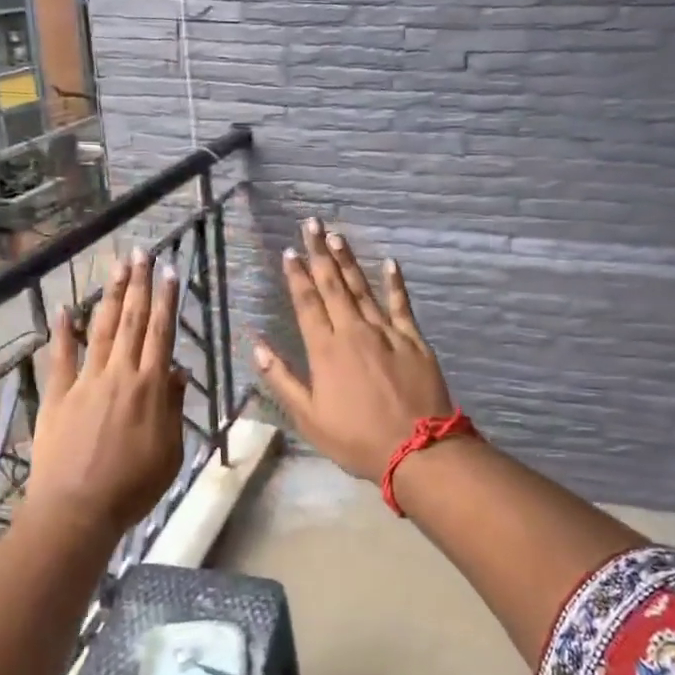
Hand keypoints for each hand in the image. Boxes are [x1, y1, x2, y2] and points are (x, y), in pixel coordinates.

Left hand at [27, 248, 188, 532]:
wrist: (77, 510)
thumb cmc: (132, 487)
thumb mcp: (170, 451)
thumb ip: (173, 408)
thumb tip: (176, 372)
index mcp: (150, 388)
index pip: (161, 334)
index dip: (166, 301)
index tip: (169, 272)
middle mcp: (119, 375)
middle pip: (131, 321)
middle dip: (138, 285)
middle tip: (141, 253)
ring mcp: (85, 382)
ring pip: (101, 330)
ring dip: (110, 297)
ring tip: (116, 267)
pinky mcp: (58, 396)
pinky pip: (60, 357)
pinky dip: (63, 331)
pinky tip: (65, 308)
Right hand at [253, 220, 455, 483]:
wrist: (416, 450)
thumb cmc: (356, 439)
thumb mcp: (308, 418)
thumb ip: (282, 379)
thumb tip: (258, 346)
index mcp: (326, 350)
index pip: (307, 304)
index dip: (298, 276)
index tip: (290, 252)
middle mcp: (354, 332)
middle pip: (334, 285)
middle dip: (320, 253)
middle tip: (312, 224)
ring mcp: (386, 333)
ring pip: (363, 289)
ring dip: (349, 261)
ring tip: (338, 236)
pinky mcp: (413, 340)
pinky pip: (401, 305)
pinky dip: (395, 283)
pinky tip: (389, 263)